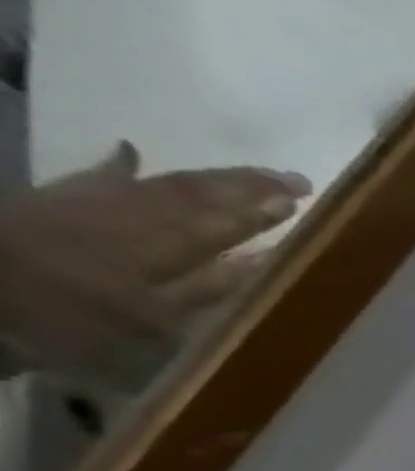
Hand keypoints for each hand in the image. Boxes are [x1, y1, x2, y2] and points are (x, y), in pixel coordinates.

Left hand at [0, 142, 309, 389]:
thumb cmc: (69, 316)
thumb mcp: (151, 318)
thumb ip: (207, 287)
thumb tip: (260, 259)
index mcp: (163, 246)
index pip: (225, 224)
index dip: (263, 212)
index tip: (301, 201)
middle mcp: (137, 215)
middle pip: (200, 195)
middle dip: (249, 187)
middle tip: (293, 180)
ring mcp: (95, 202)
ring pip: (165, 184)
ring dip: (211, 179)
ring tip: (247, 174)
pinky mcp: (57, 200)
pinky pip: (101, 177)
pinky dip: (123, 165)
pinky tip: (131, 152)